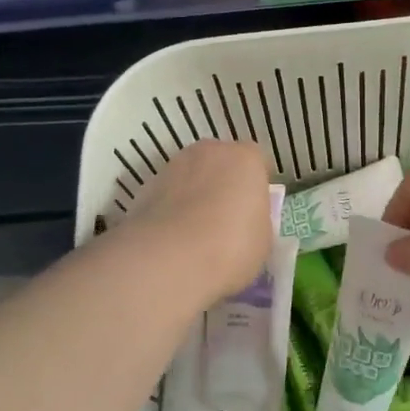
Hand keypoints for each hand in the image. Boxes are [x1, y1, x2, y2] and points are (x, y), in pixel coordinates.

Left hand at [120, 138, 276, 305]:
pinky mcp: (146, 186)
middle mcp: (209, 151)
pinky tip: (173, 237)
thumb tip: (245, 221)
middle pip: (221, 162)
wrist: (170, 258)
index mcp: (245, 158)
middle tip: (226, 218)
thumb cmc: (232, 246)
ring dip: (195, 194)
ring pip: (191, 176)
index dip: (257, 185)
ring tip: (196, 231)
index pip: (257, 162)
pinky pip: (168, 194)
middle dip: (224, 183)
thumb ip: (256, 220)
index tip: (256, 208)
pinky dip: (171, 209)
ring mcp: (174, 165)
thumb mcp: (263, 239)